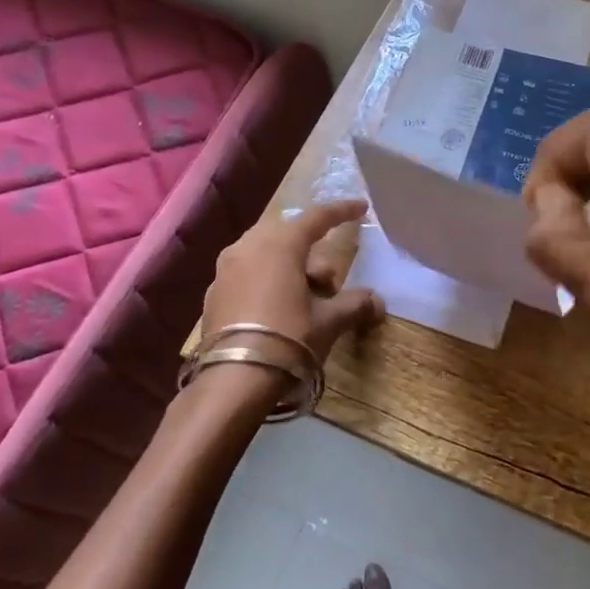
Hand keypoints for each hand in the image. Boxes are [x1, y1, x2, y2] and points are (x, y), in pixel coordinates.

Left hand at [201, 199, 386, 366]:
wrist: (233, 380)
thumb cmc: (288, 339)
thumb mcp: (328, 322)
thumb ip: (354, 305)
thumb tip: (377, 302)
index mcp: (280, 244)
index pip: (316, 217)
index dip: (341, 212)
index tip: (360, 208)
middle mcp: (248, 246)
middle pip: (289, 235)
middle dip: (312, 252)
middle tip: (328, 283)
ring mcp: (225, 269)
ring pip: (264, 253)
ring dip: (288, 266)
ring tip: (303, 299)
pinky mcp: (212, 293)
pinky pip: (246, 274)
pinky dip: (265, 281)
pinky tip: (275, 310)